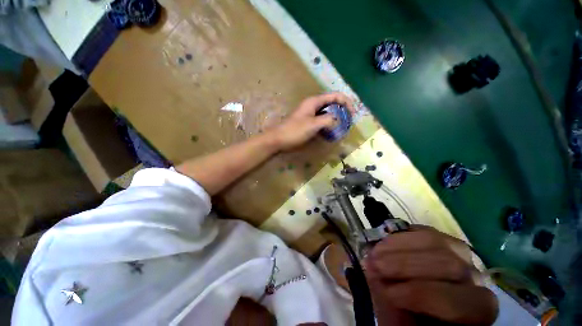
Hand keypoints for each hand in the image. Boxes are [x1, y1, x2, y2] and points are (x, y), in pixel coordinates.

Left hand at [270, 92, 355, 150]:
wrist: (279, 139)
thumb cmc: (295, 131)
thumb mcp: (313, 124)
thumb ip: (328, 120)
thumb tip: (338, 120)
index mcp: (314, 101)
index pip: (335, 96)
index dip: (346, 102)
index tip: (353, 113)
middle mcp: (313, 105)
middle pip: (332, 103)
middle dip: (342, 109)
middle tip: (349, 121)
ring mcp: (310, 114)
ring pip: (327, 112)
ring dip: (336, 117)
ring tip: (343, 126)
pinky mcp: (308, 122)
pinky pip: (322, 120)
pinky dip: (329, 124)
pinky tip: (332, 131)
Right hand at [364, 227, 498, 324]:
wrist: (430, 303)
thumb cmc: (419, 320)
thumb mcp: (405, 323)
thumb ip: (393, 306)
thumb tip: (374, 278)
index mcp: (475, 310)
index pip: (457, 301)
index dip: (419, 295)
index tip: (387, 292)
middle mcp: (476, 279)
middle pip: (448, 264)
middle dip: (403, 264)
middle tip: (372, 264)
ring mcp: (460, 254)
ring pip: (436, 241)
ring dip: (398, 245)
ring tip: (374, 252)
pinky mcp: (442, 239)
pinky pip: (425, 231)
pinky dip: (402, 235)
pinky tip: (385, 240)